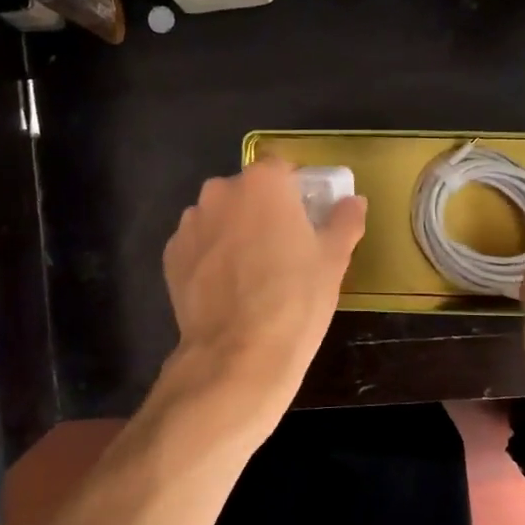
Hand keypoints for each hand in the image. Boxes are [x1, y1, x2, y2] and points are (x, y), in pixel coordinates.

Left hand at [160, 158, 366, 431]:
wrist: (238, 354)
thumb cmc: (295, 300)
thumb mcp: (333, 260)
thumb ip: (344, 221)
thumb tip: (353, 202)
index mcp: (263, 183)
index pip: (281, 170)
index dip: (295, 192)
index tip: (304, 220)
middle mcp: (220, 192)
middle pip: (246, 192)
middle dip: (261, 211)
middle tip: (280, 248)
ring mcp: (190, 223)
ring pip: (218, 218)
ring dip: (232, 232)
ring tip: (249, 273)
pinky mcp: (171, 255)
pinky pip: (197, 246)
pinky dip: (209, 258)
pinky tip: (225, 289)